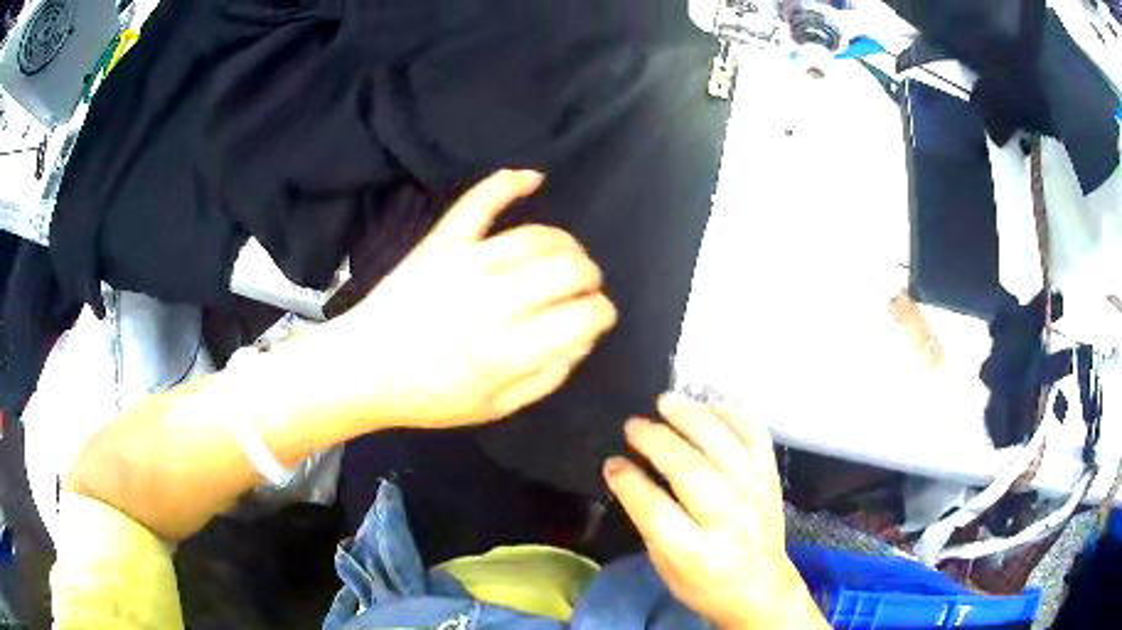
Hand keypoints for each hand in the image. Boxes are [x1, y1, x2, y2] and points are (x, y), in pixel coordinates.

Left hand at [314, 169, 616, 429]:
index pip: (583, 315)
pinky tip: (533, 178)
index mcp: (507, 351)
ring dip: (566, 245)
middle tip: (584, 291)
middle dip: (591, 278)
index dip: (602, 314)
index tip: (598, 318)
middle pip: (570, 269)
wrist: (364, 368)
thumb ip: (548, 376)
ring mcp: (465, 262)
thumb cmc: (429, 397)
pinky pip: (480, 201)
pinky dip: (508, 183)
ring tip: (565, 260)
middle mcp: (493, 300)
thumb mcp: (496, 408)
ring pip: (539, 236)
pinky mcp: (441, 242)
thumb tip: (583, 338)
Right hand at [604, 396, 827, 629]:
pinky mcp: (771, 479)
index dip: (630, 482)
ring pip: (723, 446)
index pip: (656, 510)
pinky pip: (755, 437)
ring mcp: (755, 495)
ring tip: (665, 402)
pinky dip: (732, 416)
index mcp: (696, 553)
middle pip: (691, 471)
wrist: (762, 589)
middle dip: (656, 442)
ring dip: (692, 418)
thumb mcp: (666, 567)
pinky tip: (708, 407)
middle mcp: (729, 520)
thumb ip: (649, 522)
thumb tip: (628, 473)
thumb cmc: (705, 585)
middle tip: (632, 425)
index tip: (612, 462)